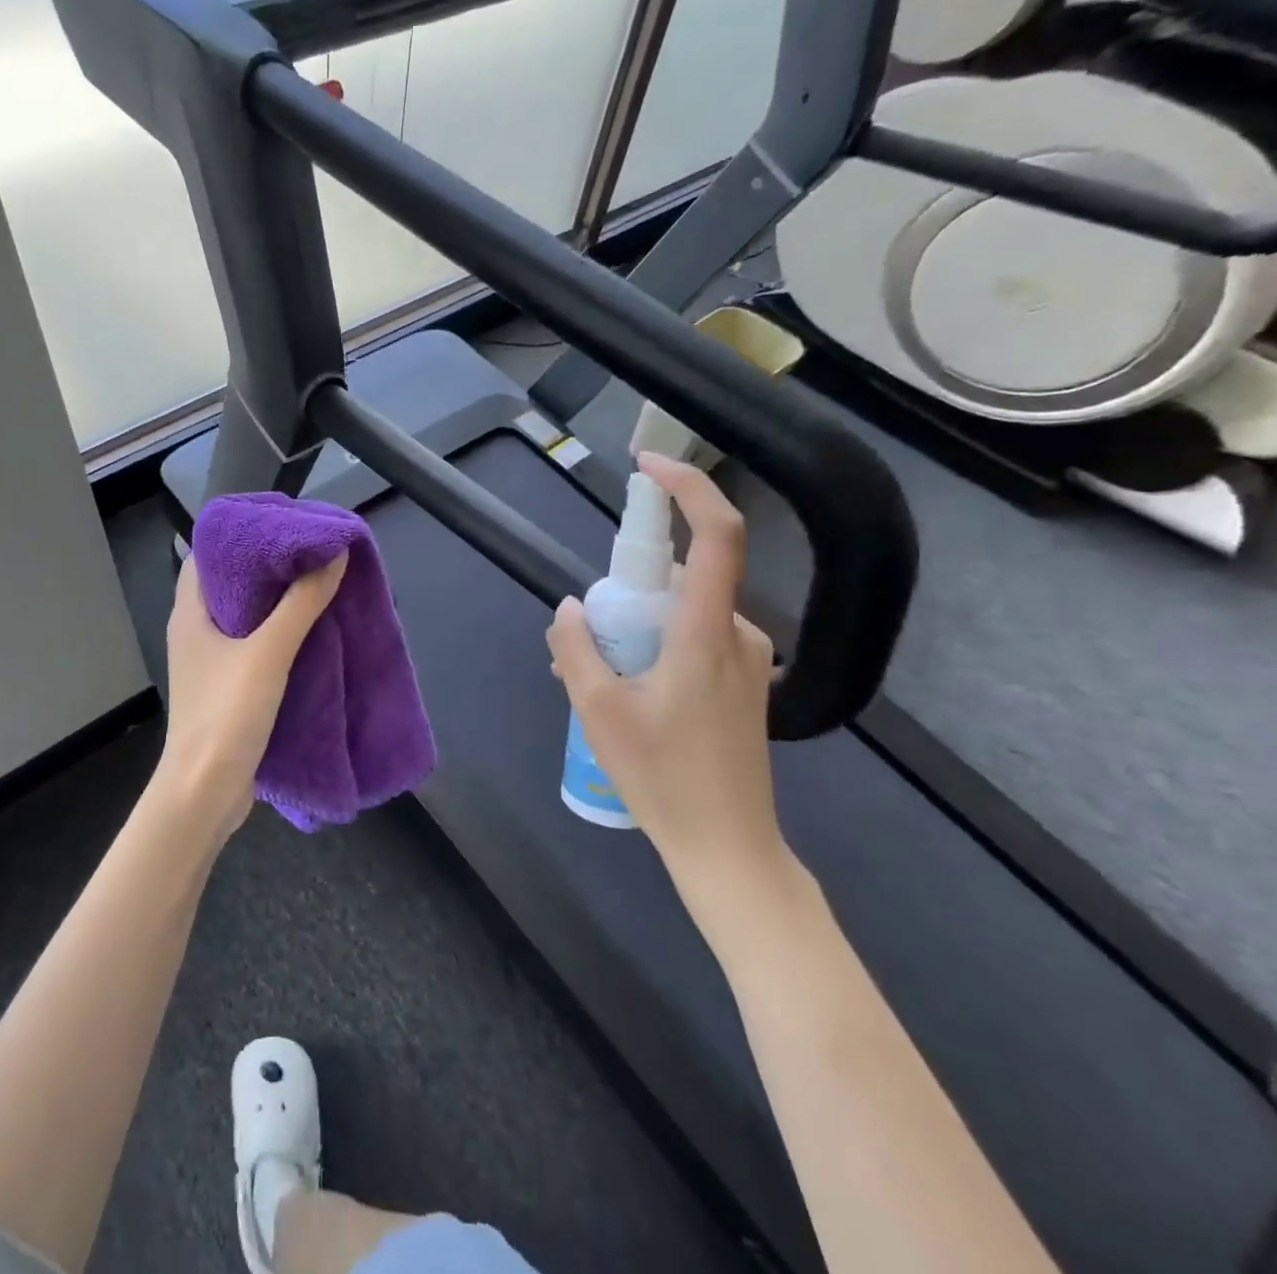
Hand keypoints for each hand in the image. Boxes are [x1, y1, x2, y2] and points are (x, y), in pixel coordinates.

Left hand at [156, 553, 347, 837]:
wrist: (205, 792)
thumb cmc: (226, 714)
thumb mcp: (268, 653)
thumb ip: (301, 603)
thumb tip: (334, 553)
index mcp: (190, 613)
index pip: (208, 555)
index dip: (241, 535)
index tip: (283, 524)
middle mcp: (196, 631)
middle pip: (231, 584)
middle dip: (269, 567)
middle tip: (312, 551)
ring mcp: (211, 662)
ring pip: (246, 617)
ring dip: (278, 602)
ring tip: (319, 582)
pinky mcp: (228, 688)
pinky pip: (255, 647)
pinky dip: (280, 634)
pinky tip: (312, 631)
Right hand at [547, 454, 782, 884]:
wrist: (728, 847)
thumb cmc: (663, 778)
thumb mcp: (598, 710)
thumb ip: (577, 648)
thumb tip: (570, 607)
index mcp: (707, 632)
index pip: (715, 536)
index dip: (688, 489)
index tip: (648, 468)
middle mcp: (737, 634)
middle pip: (680, 579)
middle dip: (627, 593)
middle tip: (585, 642)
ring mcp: (746, 660)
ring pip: (682, 614)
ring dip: (637, 629)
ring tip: (598, 684)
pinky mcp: (743, 683)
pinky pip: (693, 640)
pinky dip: (656, 649)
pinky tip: (629, 697)